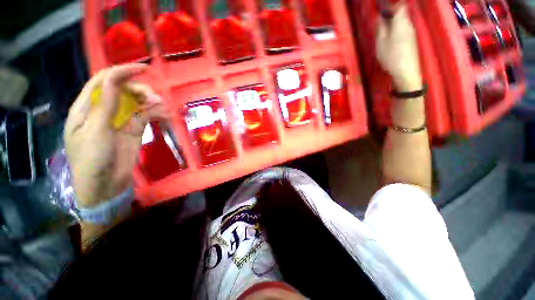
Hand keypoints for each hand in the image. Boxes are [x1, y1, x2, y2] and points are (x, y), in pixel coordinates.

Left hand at [64, 64, 166, 207]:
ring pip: (136, 102)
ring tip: (162, 107)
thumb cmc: (91, 159)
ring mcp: (120, 120)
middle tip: (154, 98)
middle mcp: (103, 110)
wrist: (105, 184)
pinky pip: (146, 116)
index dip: (121, 72)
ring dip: (150, 101)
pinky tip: (165, 114)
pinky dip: (156, 113)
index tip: (143, 69)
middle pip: (122, 90)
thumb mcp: (94, 131)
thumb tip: (113, 79)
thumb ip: (104, 105)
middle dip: (139, 89)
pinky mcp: (133, 129)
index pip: (103, 81)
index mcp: (86, 108)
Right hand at [376, 5, 422, 90]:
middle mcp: (408, 24)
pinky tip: (389, 41)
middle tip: (379, 22)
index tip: (383, 8)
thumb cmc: (392, 56)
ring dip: (392, 24)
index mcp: (401, 22)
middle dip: (390, 14)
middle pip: (401, 12)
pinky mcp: (411, 40)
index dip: (392, 4)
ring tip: (383, 33)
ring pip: (401, 22)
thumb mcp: (381, 42)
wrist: (406, 71)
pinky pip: (403, 29)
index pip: (400, 5)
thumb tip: (379, 17)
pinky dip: (395, 31)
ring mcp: (411, 32)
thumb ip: (380, 28)